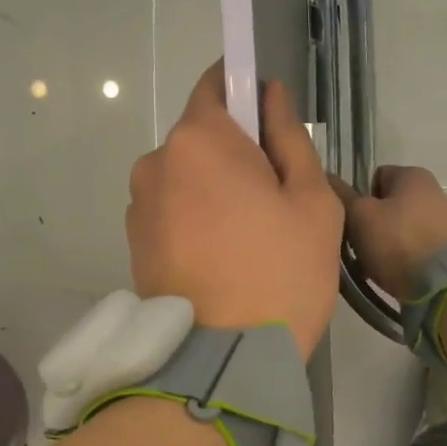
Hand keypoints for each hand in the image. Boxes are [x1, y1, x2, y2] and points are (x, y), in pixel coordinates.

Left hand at [127, 63, 343, 355]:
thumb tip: (272, 94)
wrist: (225, 361)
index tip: (272, 124)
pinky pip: (172, 211)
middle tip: (276, 200)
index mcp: (199, 140)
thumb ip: (290, 138)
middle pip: (202, 137)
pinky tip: (224, 259)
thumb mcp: (311, 201)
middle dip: (236, 154)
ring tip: (250, 239)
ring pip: (187, 177)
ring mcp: (139, 206)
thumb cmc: (281, 272)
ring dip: (215, 190)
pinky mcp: (134, 243)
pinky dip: (197, 220)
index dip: (247, 92)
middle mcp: (156, 162)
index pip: (217, 84)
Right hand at [331, 165, 446, 300]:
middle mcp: (434, 192)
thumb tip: (326, 177)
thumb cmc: (398, 241)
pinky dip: (404, 260)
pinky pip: (417, 249)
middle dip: (371, 225)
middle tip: (358, 248)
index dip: (359, 198)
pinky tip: (394, 277)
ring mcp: (446, 221)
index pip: (376, 177)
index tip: (352, 222)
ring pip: (402, 229)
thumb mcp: (360, 216)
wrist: (445, 284)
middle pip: (389, 205)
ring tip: (373, 268)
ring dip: (386, 245)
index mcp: (413, 175)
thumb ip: (342, 196)